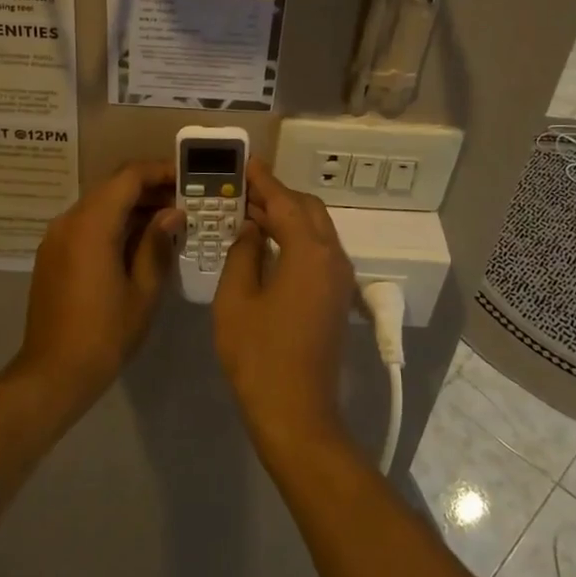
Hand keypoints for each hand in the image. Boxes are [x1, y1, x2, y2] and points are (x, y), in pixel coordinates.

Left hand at [15, 161, 182, 412]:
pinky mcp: (52, 254)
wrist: (53, 373)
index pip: (129, 177)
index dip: (160, 171)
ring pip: (99, 204)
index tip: (188, 178)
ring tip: (168, 220)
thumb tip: (172, 213)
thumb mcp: (142, 290)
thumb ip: (157, 244)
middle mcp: (69, 221)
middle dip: (149, 188)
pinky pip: (86, 223)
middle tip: (184, 200)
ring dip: (131, 205)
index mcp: (91, 225)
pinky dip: (113, 222)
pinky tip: (138, 241)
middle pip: (112, 186)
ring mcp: (56, 237)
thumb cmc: (105, 334)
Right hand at [212, 161, 357, 462]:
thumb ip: (243, 253)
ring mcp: (339, 280)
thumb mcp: (236, 299)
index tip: (244, 162)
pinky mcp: (336, 298)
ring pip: (316, 230)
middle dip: (277, 196)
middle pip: (308, 210)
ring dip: (286, 217)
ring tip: (248, 212)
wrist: (296, 414)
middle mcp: (333, 258)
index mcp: (311, 253)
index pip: (285, 202)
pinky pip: (318, 252)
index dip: (263, 180)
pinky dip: (294, 238)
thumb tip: (251, 229)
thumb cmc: (259, 356)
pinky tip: (266, 244)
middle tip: (241, 190)